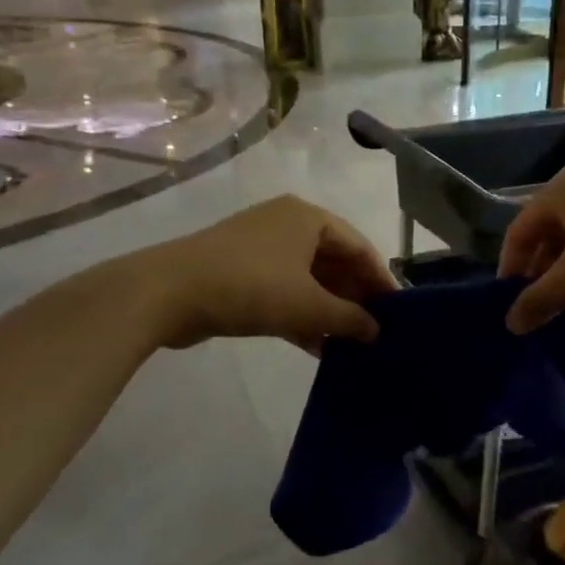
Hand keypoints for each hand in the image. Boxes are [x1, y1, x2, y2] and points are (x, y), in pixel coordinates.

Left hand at [145, 195, 397, 351]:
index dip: (380, 280)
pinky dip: (301, 315)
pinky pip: (283, 291)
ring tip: (350, 344)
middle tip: (374, 332)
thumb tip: (376, 332)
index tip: (397, 312)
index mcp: (308, 218)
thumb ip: (349, 319)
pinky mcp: (239, 272)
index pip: (359, 246)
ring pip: (308, 280)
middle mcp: (287, 224)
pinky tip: (317, 347)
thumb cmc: (250, 287)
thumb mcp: (308, 306)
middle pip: (333, 262)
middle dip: (353, 298)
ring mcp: (260, 248)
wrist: (167, 292)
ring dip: (328, 311)